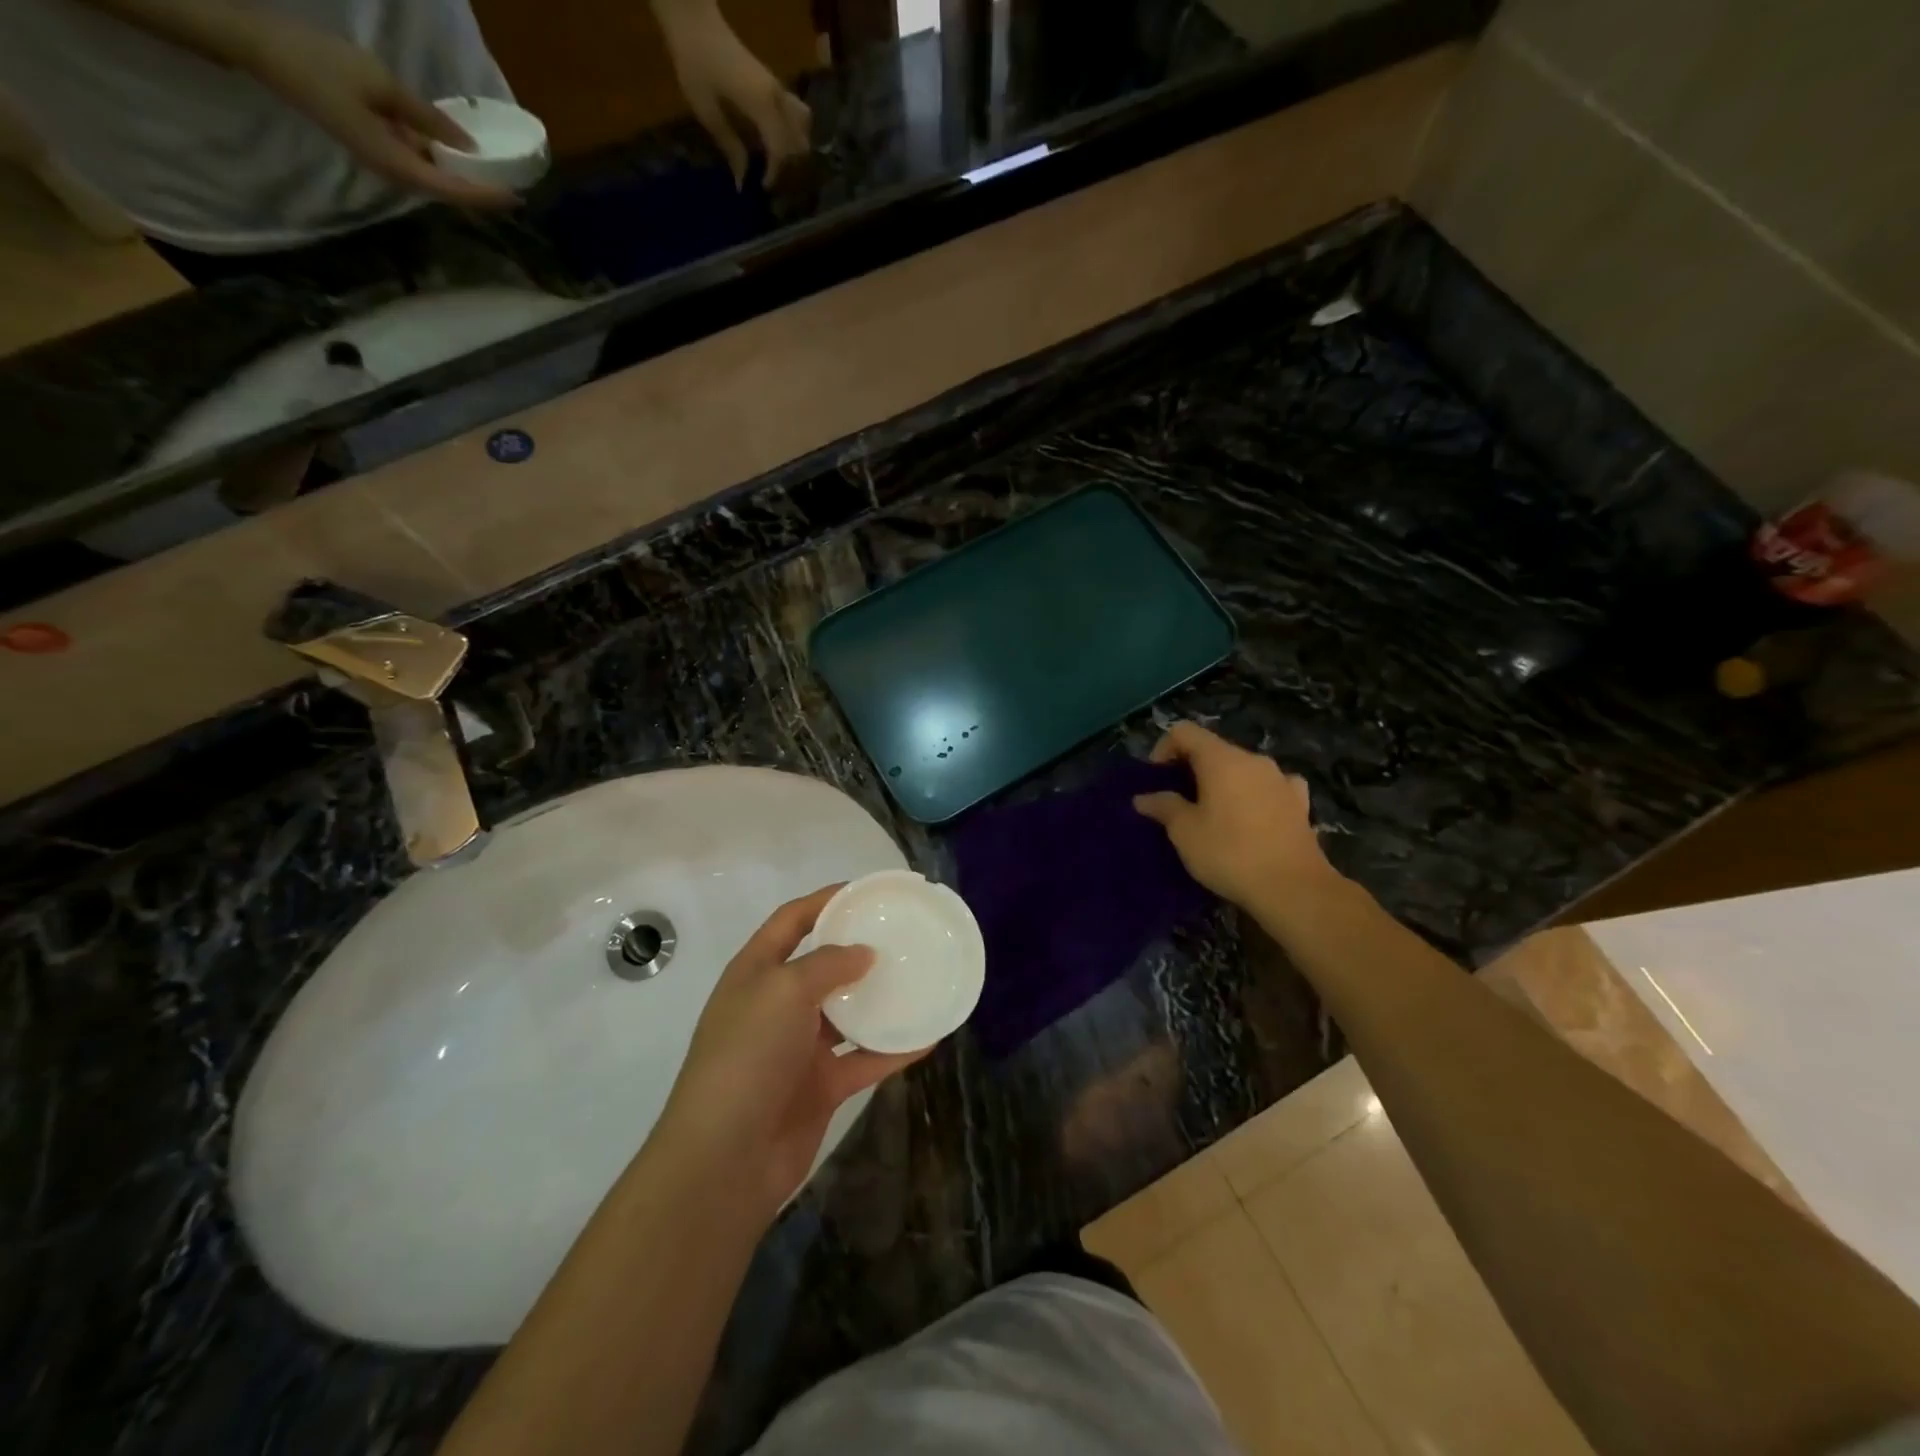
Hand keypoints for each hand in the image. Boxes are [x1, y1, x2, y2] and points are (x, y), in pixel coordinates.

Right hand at [239, 18, 516, 208]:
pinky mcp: (380, 148)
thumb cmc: (322, 64)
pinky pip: (421, 162)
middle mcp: (395, 173)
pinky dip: (445, 162)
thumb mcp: (384, 86)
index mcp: (397, 164)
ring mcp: (386, 162)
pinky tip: (464, 154)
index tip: (516, 198)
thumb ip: (429, 119)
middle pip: (449, 193)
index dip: (487, 197)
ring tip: (499, 176)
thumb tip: (468, 146)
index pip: (453, 192)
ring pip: (436, 180)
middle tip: (516, 192)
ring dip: (466, 180)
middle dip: (482, 195)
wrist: (264, 50)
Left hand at [652, 0, 811, 186]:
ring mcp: (777, 87)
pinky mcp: (773, 82)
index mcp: (761, 104)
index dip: (774, 173)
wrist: (693, 19)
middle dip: (788, 161)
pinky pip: (794, 111)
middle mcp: (777, 97)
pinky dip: (791, 129)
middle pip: (799, 139)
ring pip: (803, 123)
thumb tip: (742, 180)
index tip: (762, 186)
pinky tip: (774, 137)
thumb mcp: (706, 109)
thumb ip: (729, 146)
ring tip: (777, 156)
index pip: (780, 149)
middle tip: (769, 172)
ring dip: (795, 143)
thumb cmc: (695, 62)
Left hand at [655, 885, 927, 1219]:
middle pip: (822, 964)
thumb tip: (863, 954)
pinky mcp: (819, 1086)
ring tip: (919, 977)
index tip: (868, 891)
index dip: (825, 900)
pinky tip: (927, 1036)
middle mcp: (776, 1005)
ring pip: (846, 1013)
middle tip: (902, 935)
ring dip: (878, 998)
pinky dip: (892, 1048)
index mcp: (756, 972)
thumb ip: (828, 964)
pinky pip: (863, 1059)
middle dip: (858, 949)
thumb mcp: (784, 991)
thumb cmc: (748, 1056)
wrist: (724, 1160)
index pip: (791, 920)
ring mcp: (798, 1048)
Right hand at [1133, 722, 1341, 912]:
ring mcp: (1280, 779)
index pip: (1185, 732)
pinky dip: (1255, 793)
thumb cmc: (1230, 853)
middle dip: (1191, 769)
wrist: (1293, 888)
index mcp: (1221, 759)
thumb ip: (1164, 807)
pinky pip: (1270, 786)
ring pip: (1241, 768)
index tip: (1156, 779)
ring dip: (1222, 782)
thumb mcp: (1185, 832)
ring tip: (1213, 813)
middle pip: (1214, 749)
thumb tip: (1143, 798)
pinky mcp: (1300, 802)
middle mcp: (1253, 760)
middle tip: (1177, 801)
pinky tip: (1253, 814)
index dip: (1163, 748)